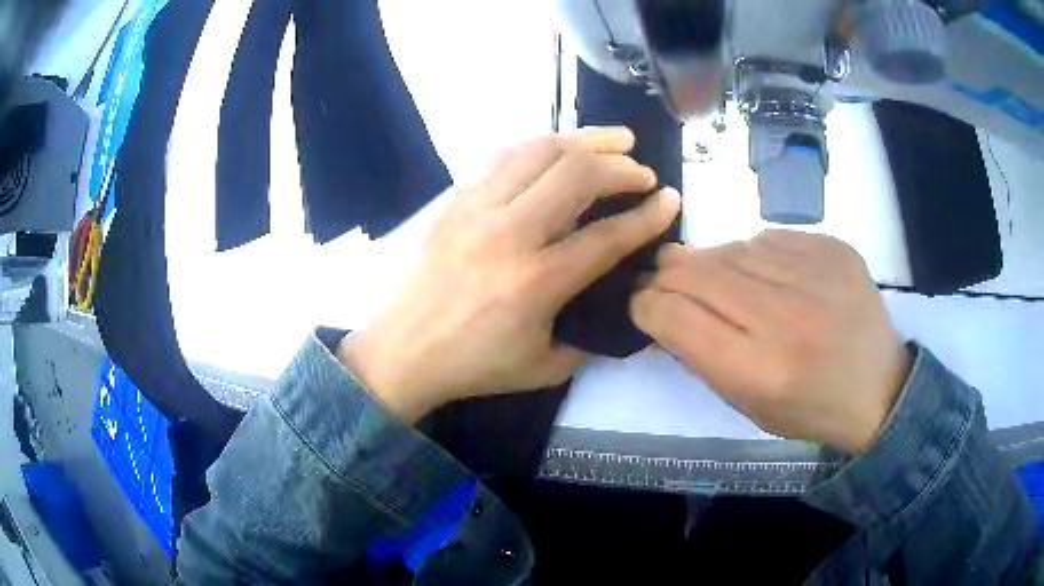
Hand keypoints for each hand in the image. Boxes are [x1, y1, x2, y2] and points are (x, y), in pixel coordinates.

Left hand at [340, 128, 681, 421]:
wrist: (402, 350)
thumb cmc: (474, 364)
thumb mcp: (544, 367)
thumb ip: (588, 332)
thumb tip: (617, 298)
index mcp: (536, 282)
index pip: (608, 235)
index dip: (648, 215)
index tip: (671, 200)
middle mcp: (509, 233)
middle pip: (577, 175)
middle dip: (622, 167)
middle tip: (642, 173)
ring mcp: (477, 208)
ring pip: (539, 150)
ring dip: (585, 139)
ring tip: (615, 140)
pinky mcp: (456, 198)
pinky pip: (504, 154)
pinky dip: (542, 143)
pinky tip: (560, 146)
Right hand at [630, 230, 910, 453]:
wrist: (878, 387)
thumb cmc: (808, 408)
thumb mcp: (747, 404)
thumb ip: (701, 356)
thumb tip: (662, 308)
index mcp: (759, 370)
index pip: (675, 317)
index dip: (646, 304)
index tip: (642, 302)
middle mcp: (785, 316)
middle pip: (697, 272)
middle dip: (666, 274)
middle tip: (661, 278)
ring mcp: (814, 274)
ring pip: (730, 248)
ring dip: (709, 261)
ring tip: (713, 277)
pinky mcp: (833, 248)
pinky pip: (769, 237)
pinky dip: (753, 253)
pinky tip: (762, 273)